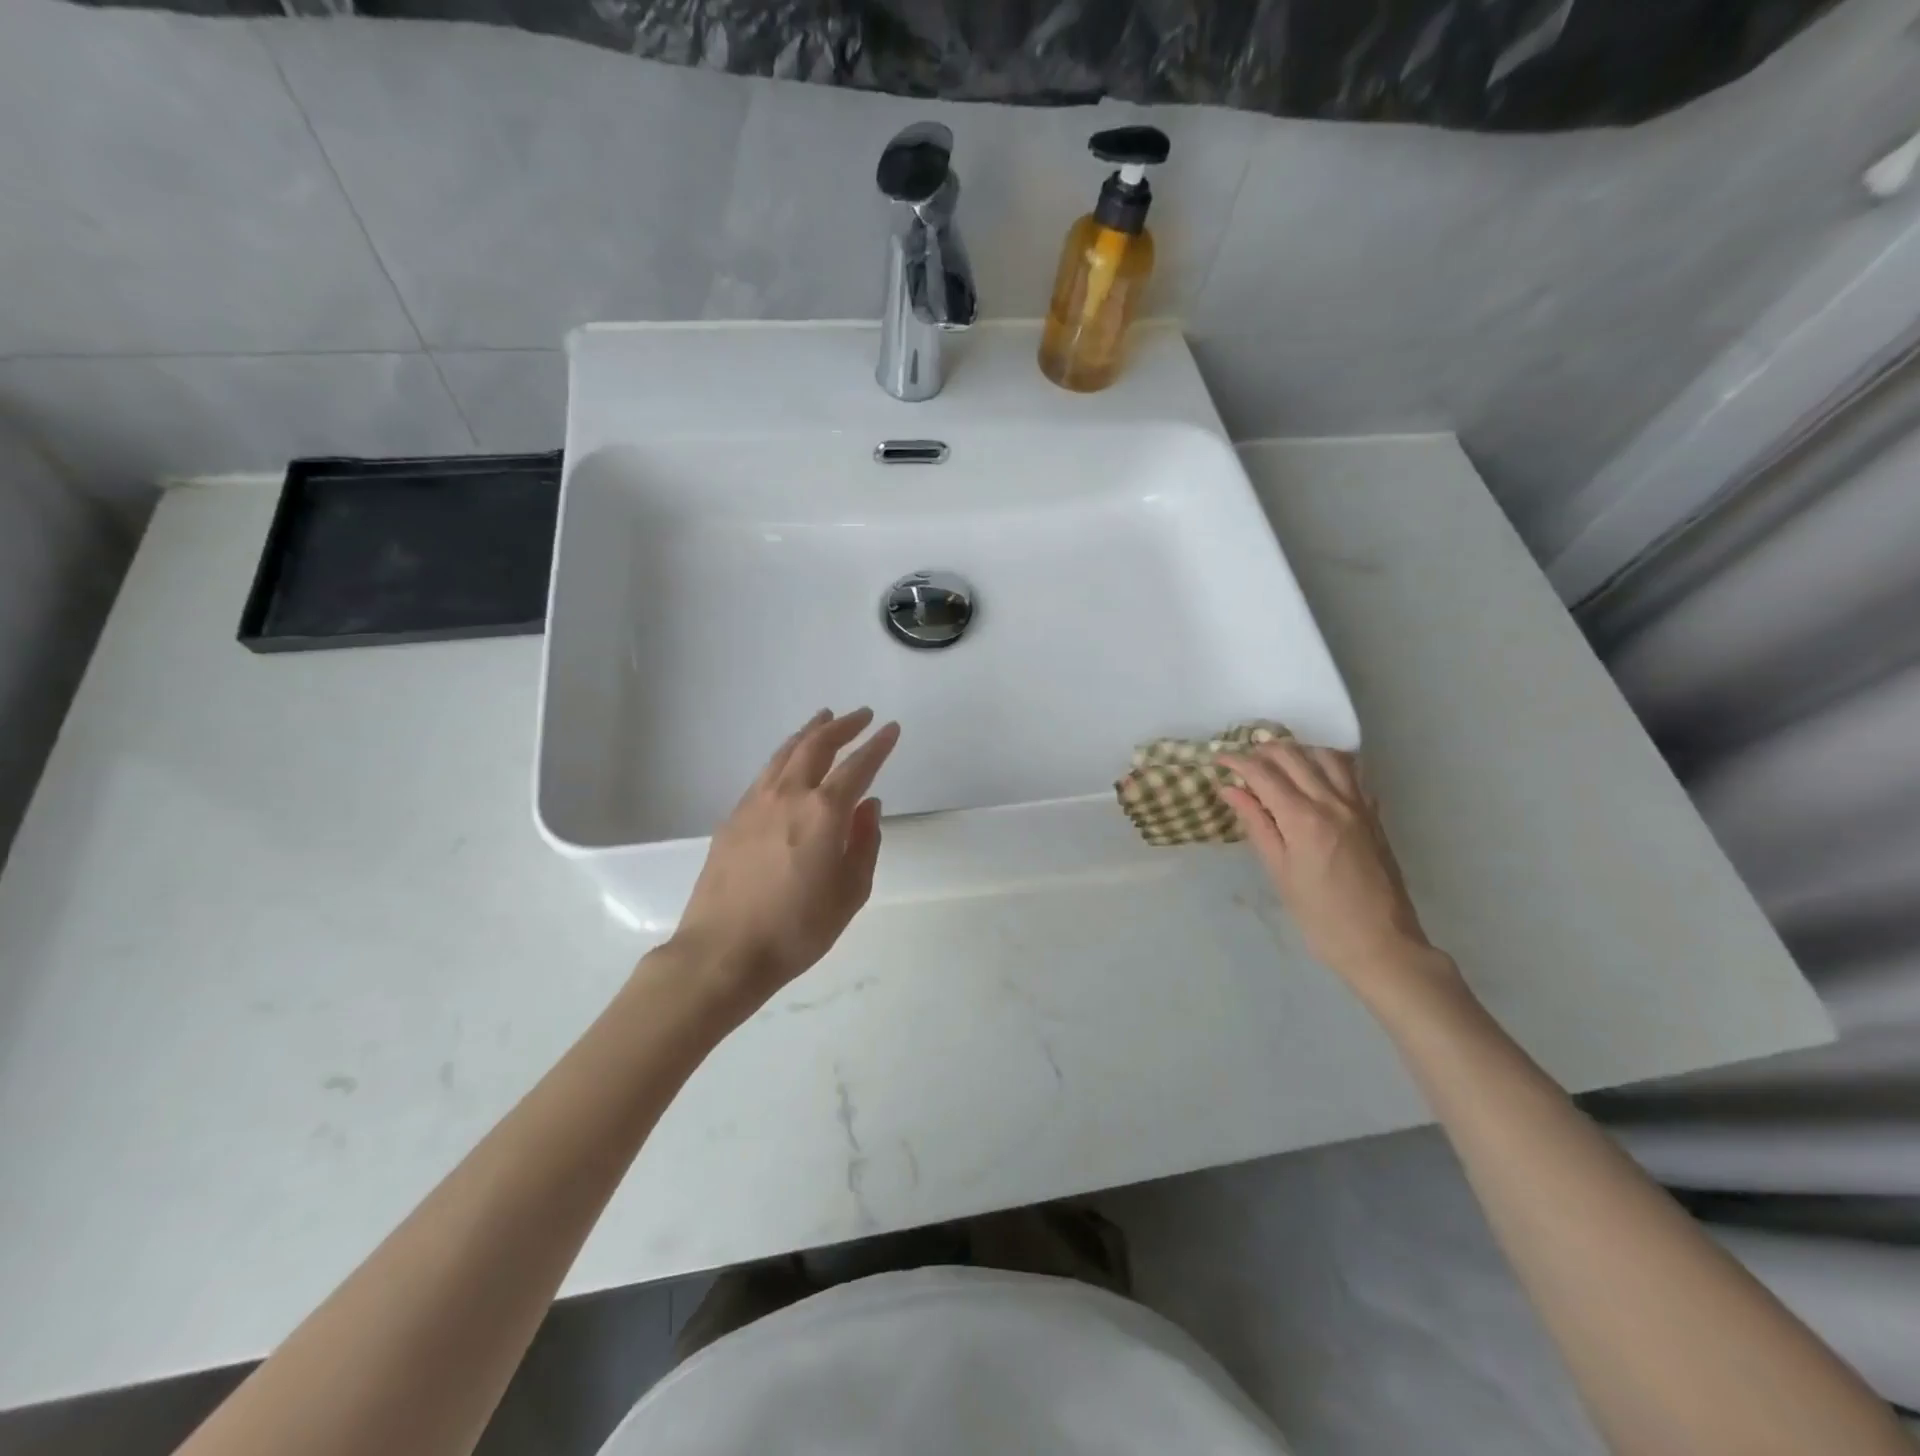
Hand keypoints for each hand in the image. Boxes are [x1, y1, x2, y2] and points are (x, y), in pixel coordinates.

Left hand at [672, 708, 900, 1005]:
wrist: (723, 951)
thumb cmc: (796, 929)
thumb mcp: (850, 893)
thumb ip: (864, 843)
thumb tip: (869, 805)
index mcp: (824, 812)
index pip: (858, 767)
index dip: (877, 745)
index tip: (891, 728)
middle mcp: (789, 795)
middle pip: (817, 746)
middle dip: (842, 726)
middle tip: (861, 715)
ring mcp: (755, 803)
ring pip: (786, 753)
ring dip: (809, 732)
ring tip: (824, 719)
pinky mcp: (733, 817)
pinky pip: (765, 773)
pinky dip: (785, 755)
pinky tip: (789, 761)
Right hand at [1219, 740, 1457, 1006]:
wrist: (1380, 942)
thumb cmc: (1319, 915)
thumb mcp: (1279, 871)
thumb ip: (1256, 823)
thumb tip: (1230, 790)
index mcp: (1303, 818)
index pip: (1264, 774)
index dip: (1238, 762)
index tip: (1219, 760)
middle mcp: (1333, 802)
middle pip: (1294, 756)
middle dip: (1263, 750)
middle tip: (1242, 760)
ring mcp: (1358, 805)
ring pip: (1326, 756)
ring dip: (1298, 751)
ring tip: (1277, 762)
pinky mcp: (1374, 814)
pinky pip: (1352, 773)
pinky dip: (1328, 763)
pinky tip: (1316, 775)